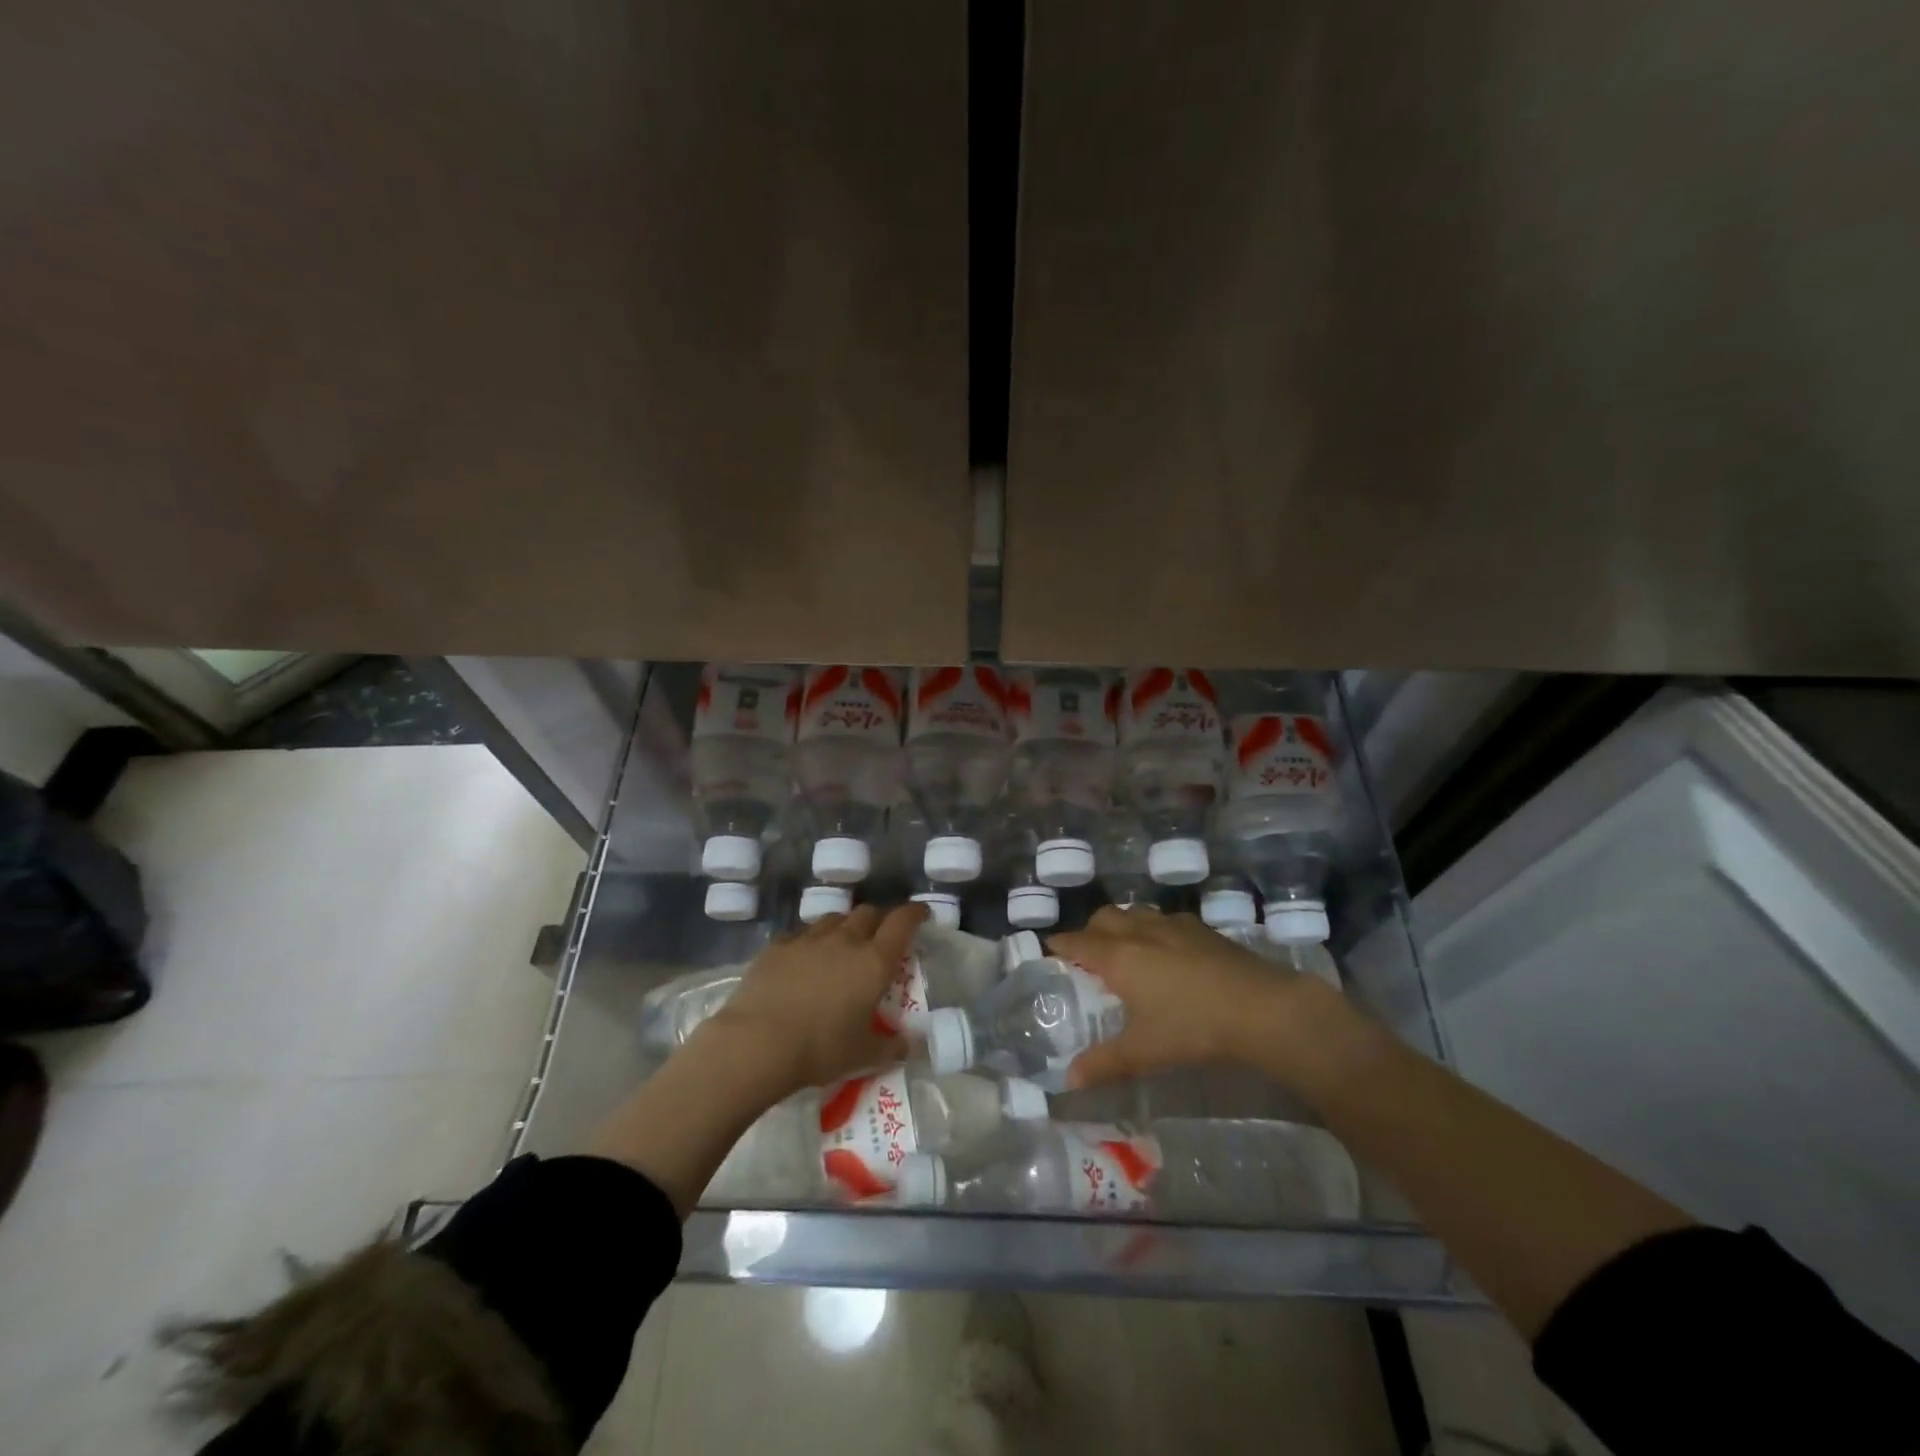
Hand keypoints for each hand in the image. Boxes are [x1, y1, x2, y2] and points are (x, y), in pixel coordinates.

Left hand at [705, 902, 925, 1097]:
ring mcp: (809, 939)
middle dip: (878, 920)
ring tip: (842, 947)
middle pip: (868, 913)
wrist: (757, 1042)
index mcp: (874, 961)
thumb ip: (893, 1047)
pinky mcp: (778, 945)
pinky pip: (801, 934)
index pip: (902, 922)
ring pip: (834, 919)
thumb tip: (914, 1045)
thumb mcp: (863, 1056)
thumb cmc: (820, 1049)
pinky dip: (810, 941)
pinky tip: (804, 959)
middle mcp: (845, 940)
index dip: (914, 913)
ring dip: (844, 927)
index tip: (921, 913)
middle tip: (879, 938)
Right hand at [1048, 906, 1340, 1090]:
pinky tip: (1168, 952)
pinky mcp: (1201, 929)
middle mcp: (1140, 932)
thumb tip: (1069, 1080)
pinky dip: (1154, 929)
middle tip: (1089, 954)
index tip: (1049, 948)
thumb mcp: (1143, 1052)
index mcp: (1118, 956)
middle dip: (1090, 930)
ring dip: (1122, 925)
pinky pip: (1165, 919)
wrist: (1260, 1008)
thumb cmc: (1191, 1027)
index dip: (1060, 944)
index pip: (1077, 941)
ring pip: (1135, 913)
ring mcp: (1173, 926)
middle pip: (1104, 917)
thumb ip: (1104, 1064)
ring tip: (1126, 949)